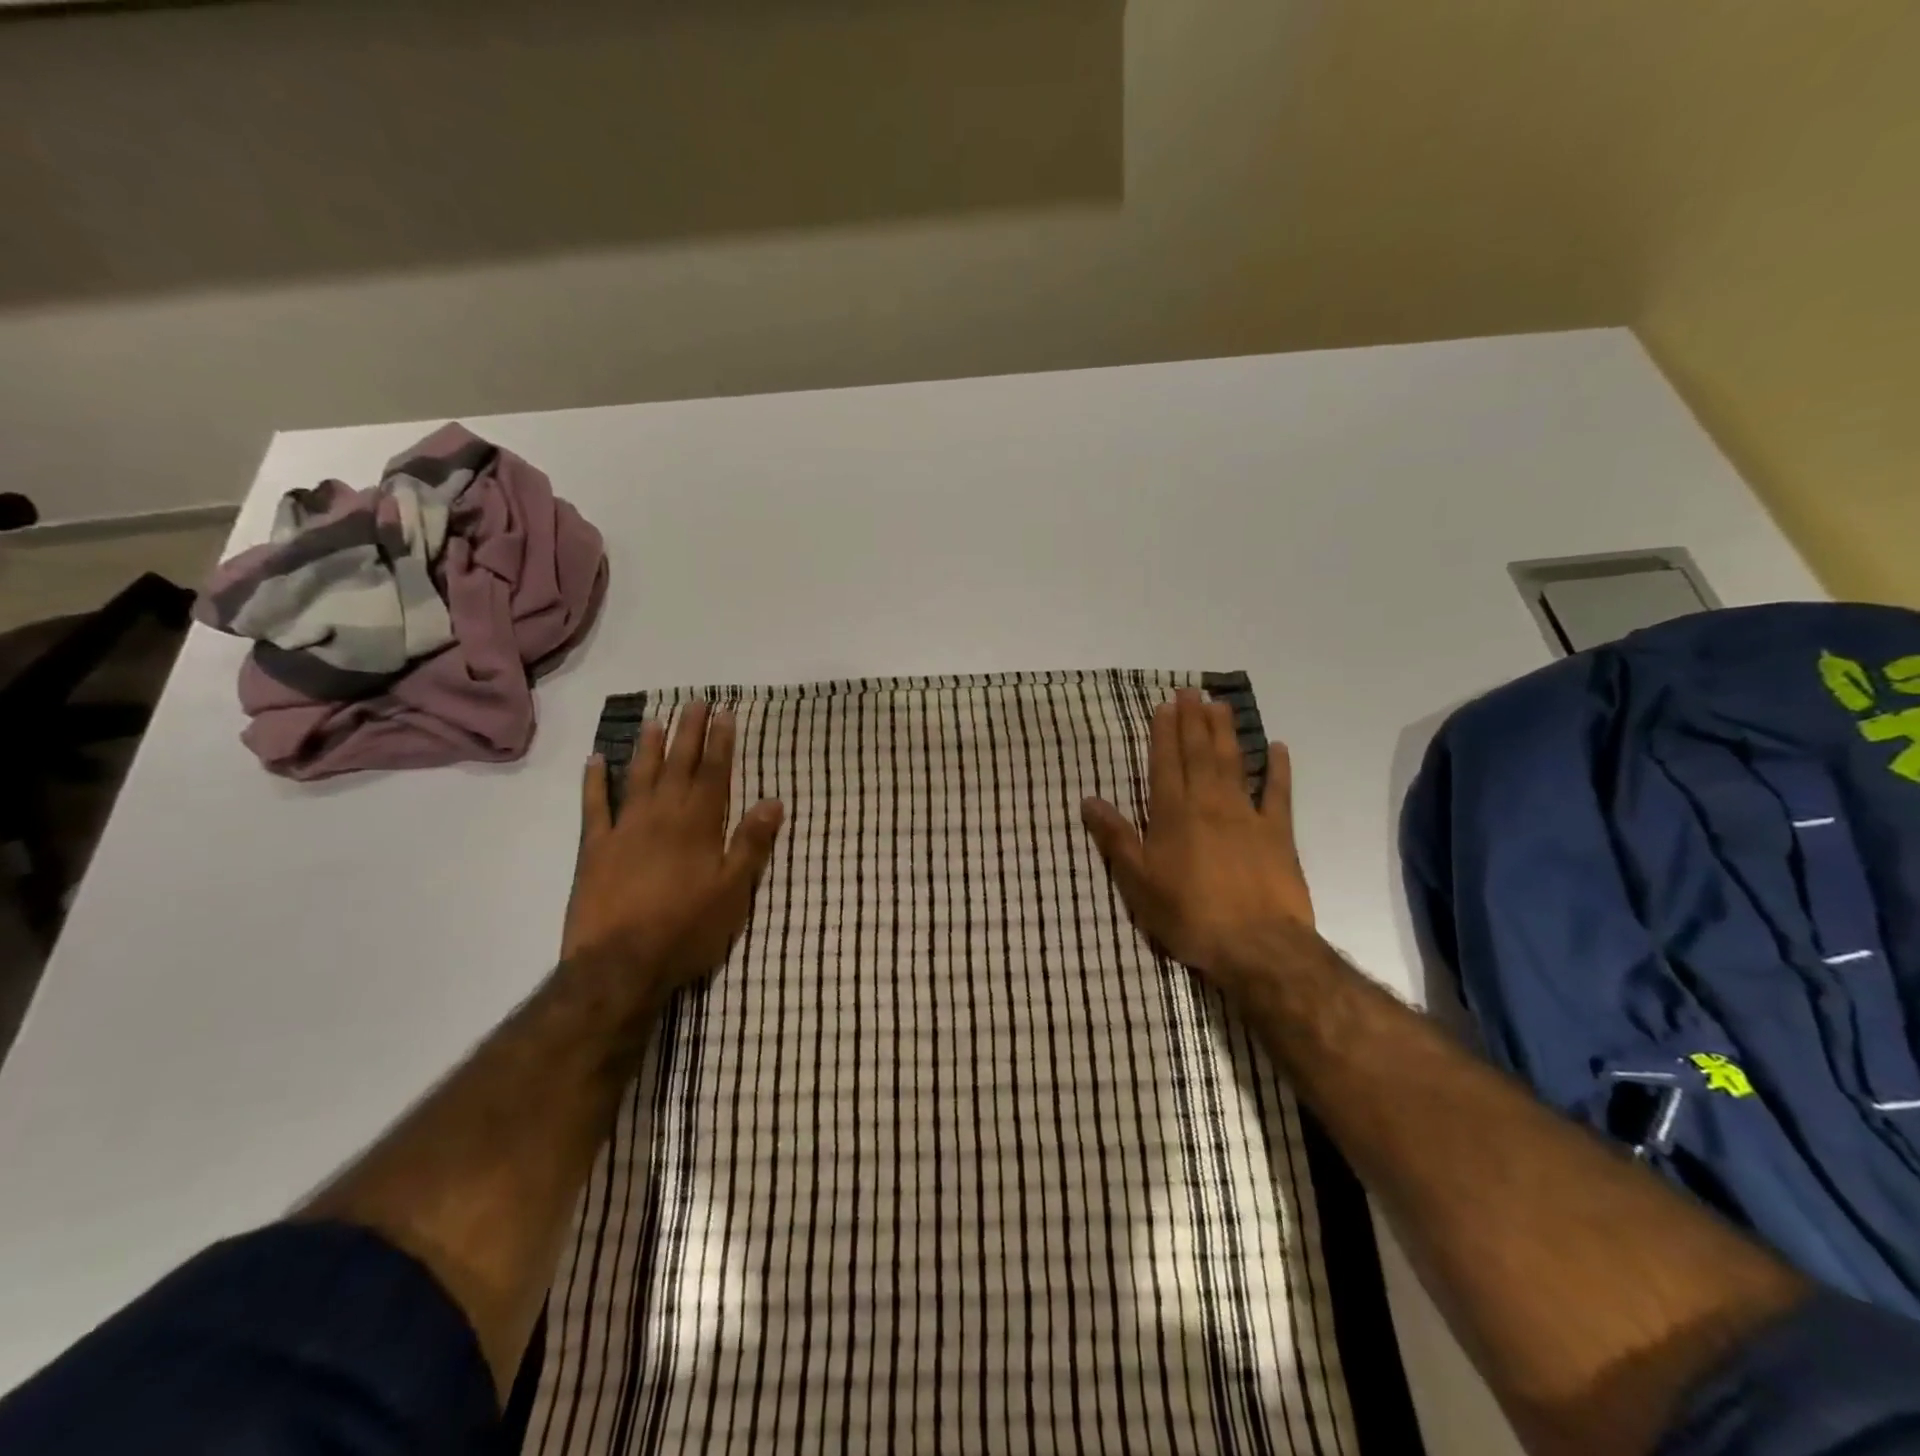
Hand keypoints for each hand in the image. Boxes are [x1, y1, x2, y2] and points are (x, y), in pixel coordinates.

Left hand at [562, 702, 784, 1011]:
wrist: (620, 964)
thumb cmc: (687, 929)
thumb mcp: (733, 890)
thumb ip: (751, 843)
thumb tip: (774, 801)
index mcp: (699, 826)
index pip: (714, 774)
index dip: (721, 742)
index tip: (725, 713)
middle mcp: (662, 817)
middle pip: (678, 765)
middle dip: (689, 733)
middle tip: (695, 702)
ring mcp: (625, 830)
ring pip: (638, 777)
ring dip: (647, 747)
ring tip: (654, 720)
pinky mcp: (595, 849)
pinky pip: (594, 807)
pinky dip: (594, 782)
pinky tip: (596, 760)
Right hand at [1080, 688, 1313, 997]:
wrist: (1256, 946)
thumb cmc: (1189, 915)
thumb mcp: (1138, 882)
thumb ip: (1116, 838)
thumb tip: (1088, 800)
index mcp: (1173, 815)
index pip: (1165, 764)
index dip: (1164, 734)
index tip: (1166, 706)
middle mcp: (1208, 805)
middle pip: (1199, 755)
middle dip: (1193, 721)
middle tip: (1191, 690)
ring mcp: (1246, 816)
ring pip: (1233, 764)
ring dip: (1226, 733)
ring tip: (1220, 705)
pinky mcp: (1278, 834)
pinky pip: (1278, 794)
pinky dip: (1278, 770)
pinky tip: (1278, 748)